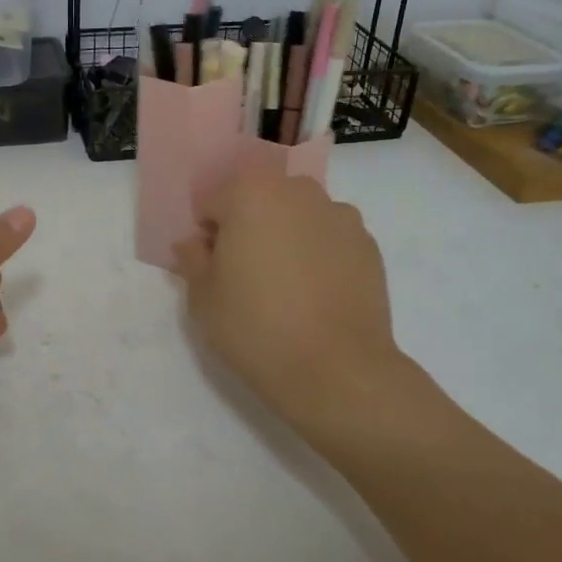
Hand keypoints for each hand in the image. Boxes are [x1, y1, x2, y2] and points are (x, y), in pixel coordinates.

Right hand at [173, 172, 405, 450]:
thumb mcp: (202, 297)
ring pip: (298, 217)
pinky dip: (320, 255)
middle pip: (260, 201)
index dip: (208, 236)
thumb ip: (192, 259)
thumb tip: (194, 243)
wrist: (336, 370)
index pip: (214, 203)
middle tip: (247, 276)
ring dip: (287, 238)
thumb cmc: (255, 326)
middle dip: (250, 228)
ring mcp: (340, 215)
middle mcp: (298, 191)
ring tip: (287, 288)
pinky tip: (316, 296)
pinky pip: (330, 239)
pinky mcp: (369, 244)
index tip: (214, 270)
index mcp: (251, 192)